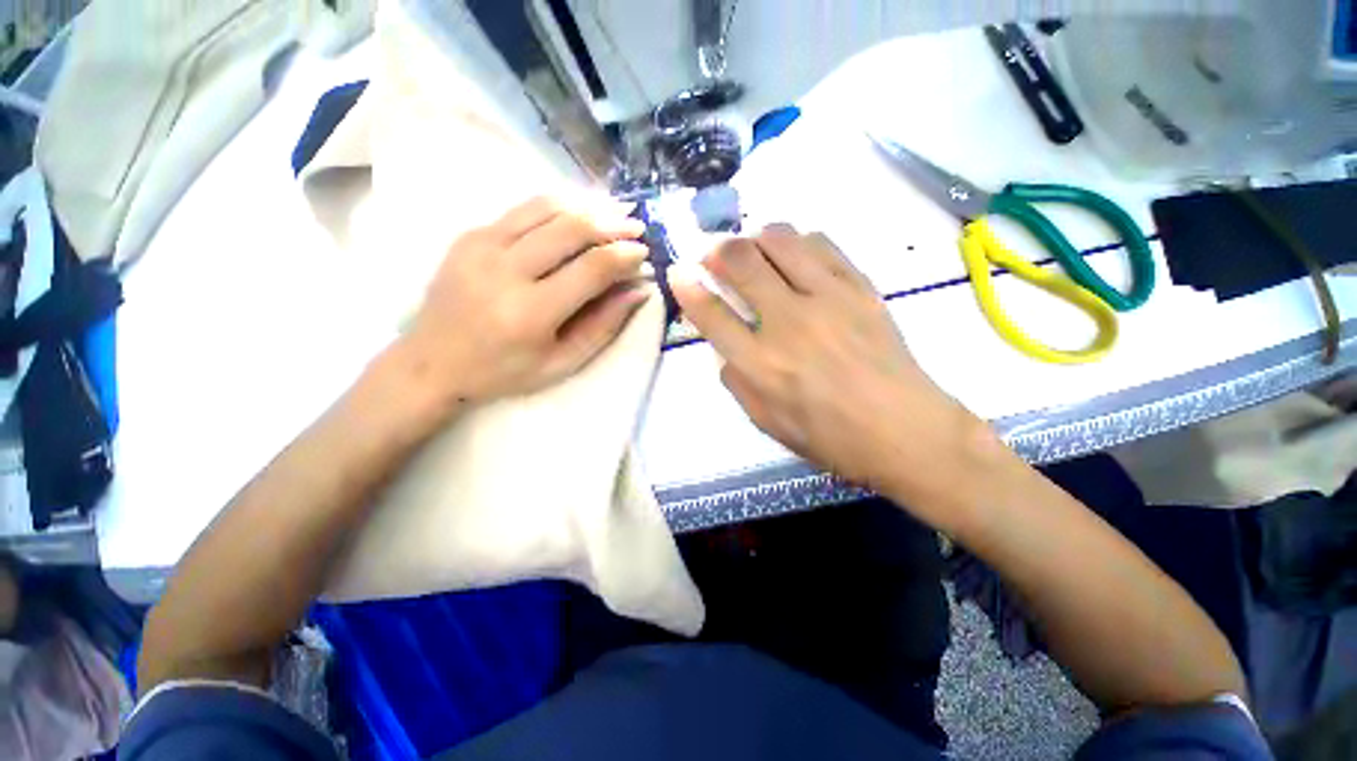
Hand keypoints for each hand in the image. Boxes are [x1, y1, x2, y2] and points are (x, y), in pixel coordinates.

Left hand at [400, 196, 651, 407]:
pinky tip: (579, 210)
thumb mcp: (563, 363)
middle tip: (637, 225)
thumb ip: (603, 326)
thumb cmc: (505, 372)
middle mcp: (504, 270)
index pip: (591, 269)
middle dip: (612, 223)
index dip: (624, 256)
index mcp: (530, 312)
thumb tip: (639, 289)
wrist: (433, 362)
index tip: (645, 253)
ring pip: (546, 208)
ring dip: (588, 205)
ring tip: (616, 210)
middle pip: (571, 229)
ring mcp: (481, 246)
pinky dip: (558, 205)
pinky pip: (523, 210)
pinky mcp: (471, 235)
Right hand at [671, 225, 986, 498]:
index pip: (711, 314)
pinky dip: (798, 242)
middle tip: (715, 255)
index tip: (678, 271)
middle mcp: (787, 322)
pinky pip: (821, 244)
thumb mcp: (766, 421)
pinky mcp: (859, 287)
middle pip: (740, 262)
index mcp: (760, 364)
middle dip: (717, 251)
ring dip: (756, 238)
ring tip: (754, 251)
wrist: (903, 430)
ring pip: (779, 240)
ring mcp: (826, 298)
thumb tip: (725, 346)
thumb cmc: (828, 436)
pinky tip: (794, 254)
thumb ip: (736, 380)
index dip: (687, 287)